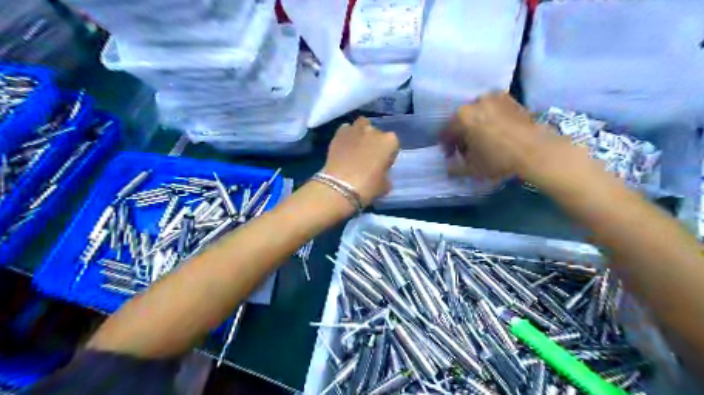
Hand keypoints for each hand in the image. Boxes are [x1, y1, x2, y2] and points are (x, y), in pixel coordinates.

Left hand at [322, 115, 397, 205]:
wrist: (340, 186)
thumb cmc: (368, 186)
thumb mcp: (385, 185)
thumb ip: (386, 176)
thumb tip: (382, 175)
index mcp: (389, 141)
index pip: (392, 145)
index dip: (388, 155)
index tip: (382, 165)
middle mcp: (374, 131)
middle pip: (377, 134)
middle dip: (374, 143)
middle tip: (368, 157)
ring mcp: (355, 129)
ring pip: (361, 126)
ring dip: (361, 134)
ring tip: (356, 148)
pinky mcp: (339, 132)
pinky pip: (346, 130)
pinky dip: (346, 136)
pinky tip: (344, 147)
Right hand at [439, 93, 564, 180]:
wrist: (536, 151)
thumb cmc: (499, 159)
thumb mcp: (472, 169)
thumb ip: (454, 168)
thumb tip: (448, 167)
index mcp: (462, 117)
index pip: (447, 132)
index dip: (447, 146)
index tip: (451, 156)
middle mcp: (475, 102)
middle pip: (462, 120)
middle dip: (462, 134)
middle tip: (467, 149)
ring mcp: (494, 97)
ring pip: (478, 113)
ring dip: (476, 125)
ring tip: (483, 140)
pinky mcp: (510, 99)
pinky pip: (493, 109)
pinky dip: (491, 119)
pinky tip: (496, 132)